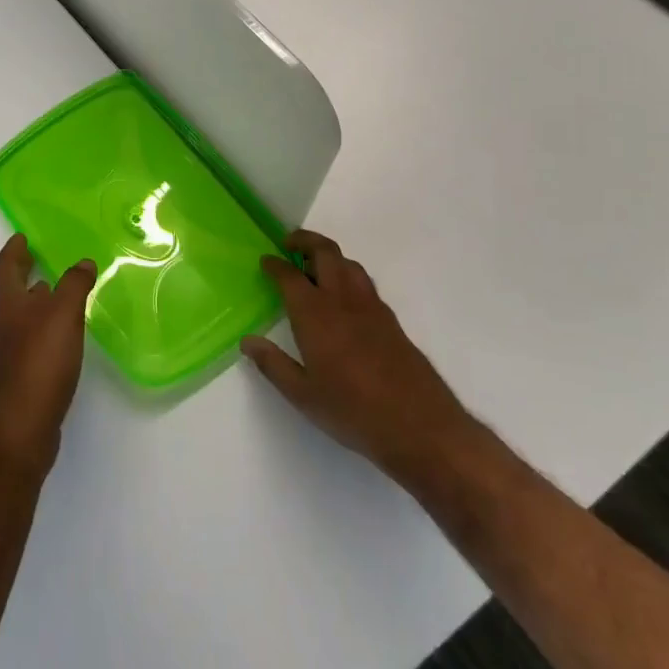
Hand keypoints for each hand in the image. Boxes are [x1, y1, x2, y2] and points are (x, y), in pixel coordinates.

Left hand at [0, 235, 94, 474]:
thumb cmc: (37, 361)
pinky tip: (63, 335)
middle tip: (45, 260)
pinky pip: (31, 340)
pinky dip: (44, 328)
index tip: (24, 237)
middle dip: (25, 274)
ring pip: (21, 316)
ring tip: (60, 293)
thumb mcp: (62, 314)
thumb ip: (74, 284)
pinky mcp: (19, 376)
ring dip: (37, 302)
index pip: (5, 266)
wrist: (18, 427)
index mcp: (6, 302)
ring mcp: (7, 351)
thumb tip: (83, 261)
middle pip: (10, 290)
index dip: (14, 249)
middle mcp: (1, 323)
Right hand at [242, 230, 474, 483]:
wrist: (420, 427)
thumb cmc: (353, 412)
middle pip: (326, 253)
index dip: (275, 264)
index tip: (265, 260)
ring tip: (315, 266)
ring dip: (329, 256)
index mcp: (315, 315)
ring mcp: (372, 308)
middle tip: (289, 244)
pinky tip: (344, 298)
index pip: (290, 276)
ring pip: (349, 264)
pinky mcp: (392, 321)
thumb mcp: (303, 395)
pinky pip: (365, 284)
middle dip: (305, 241)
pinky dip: (348, 276)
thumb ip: (273, 364)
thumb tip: (248, 341)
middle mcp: (343, 301)